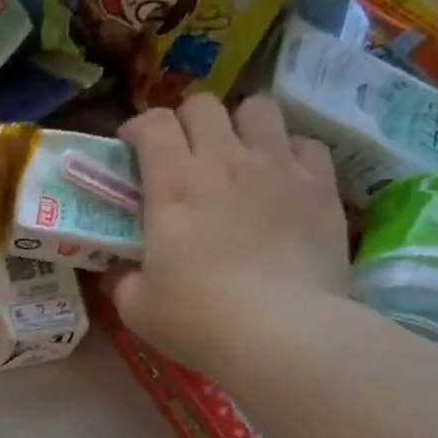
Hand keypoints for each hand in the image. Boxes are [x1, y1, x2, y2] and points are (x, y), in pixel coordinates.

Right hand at [112, 93, 349, 372]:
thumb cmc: (198, 319)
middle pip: (203, 105)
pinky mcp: (320, 185)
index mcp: (173, 185)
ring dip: (240, 124)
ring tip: (236, 153)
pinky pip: (305, 143)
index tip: (130, 147)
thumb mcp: (137, 308)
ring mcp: (278, 167)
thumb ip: (121, 281)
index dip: (137, 127)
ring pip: (259, 108)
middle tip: (181, 151)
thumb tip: (116, 272)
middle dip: (185, 120)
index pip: (153, 124)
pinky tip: (281, 178)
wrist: (282, 332)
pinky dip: (288, 152)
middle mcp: (225, 161)